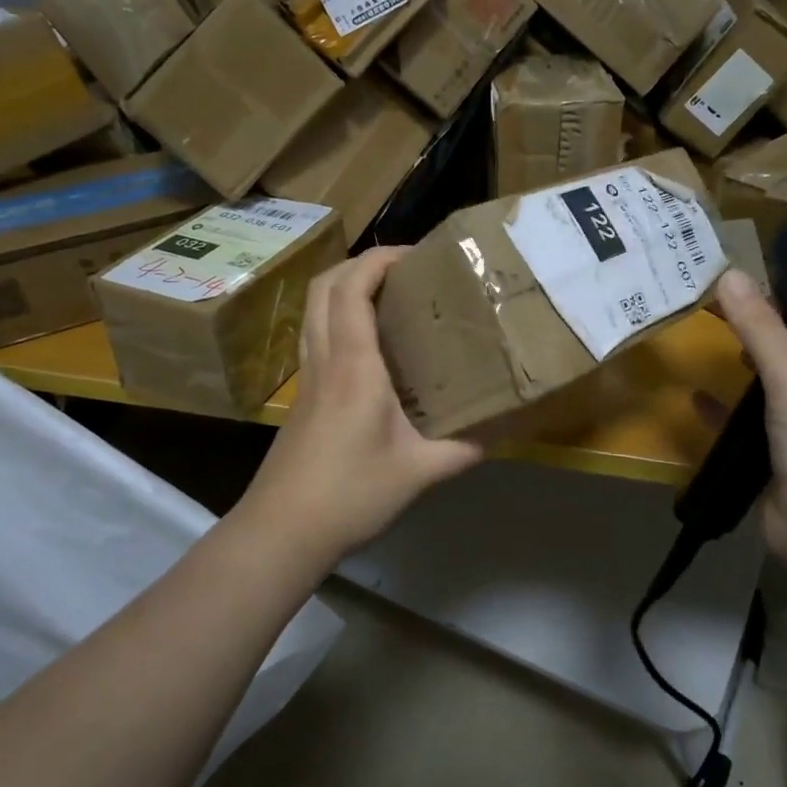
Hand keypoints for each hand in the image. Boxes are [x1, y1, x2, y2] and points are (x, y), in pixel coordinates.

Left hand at [232, 247, 482, 573]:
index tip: (417, 255)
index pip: (353, 289)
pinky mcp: (302, 396)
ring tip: (388, 295)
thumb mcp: (419, 473)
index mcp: (354, 367)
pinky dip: (338, 316)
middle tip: (404, 270)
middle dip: (361, 263)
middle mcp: (325, 360)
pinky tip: (369, 344)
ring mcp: (307, 377)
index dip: (380, 259)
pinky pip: (316, 334)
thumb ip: (465, 449)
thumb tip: (505, 430)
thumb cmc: (350, 495)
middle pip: (325, 286)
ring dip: (345, 286)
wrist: (282, 531)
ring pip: (314, 308)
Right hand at [713, 269, 786, 571]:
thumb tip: (728, 274)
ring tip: (706, 335)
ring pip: (768, 385)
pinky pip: (747, 422)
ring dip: (740, 365)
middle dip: (753, 327)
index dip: (781, 296)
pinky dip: (724, 409)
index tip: (740, 276)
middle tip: (711, 300)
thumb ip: (760, 328)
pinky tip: (696, 397)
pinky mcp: (779, 455)